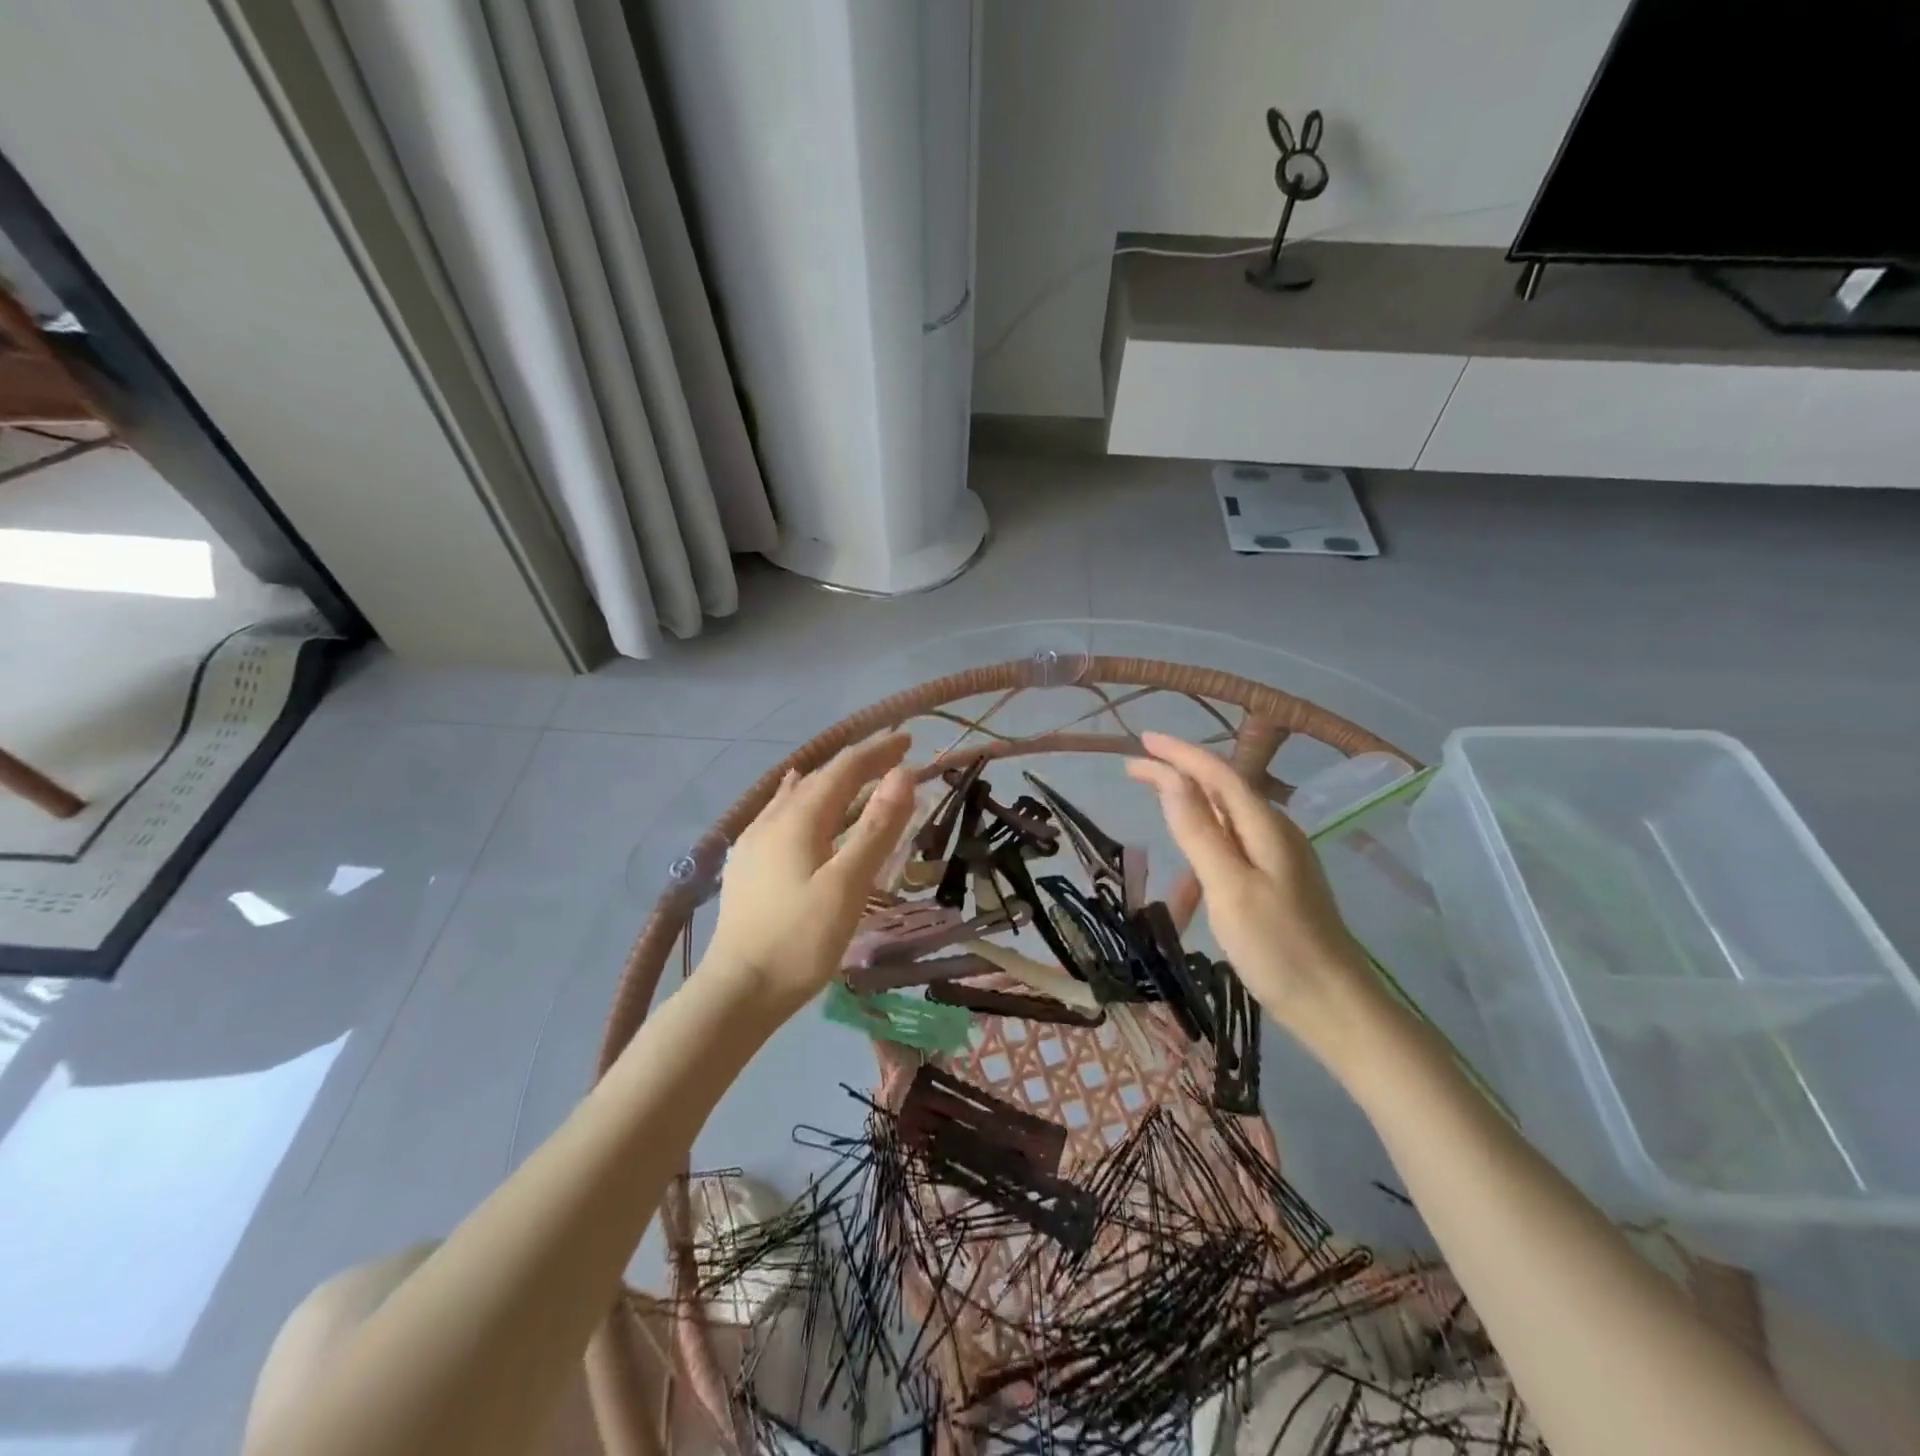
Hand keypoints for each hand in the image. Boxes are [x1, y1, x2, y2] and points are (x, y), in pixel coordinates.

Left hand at [704, 734, 916, 1013]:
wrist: (738, 990)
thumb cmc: (800, 940)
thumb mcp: (848, 884)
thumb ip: (877, 828)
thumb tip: (903, 774)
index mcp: (799, 819)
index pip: (844, 769)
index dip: (877, 751)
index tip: (909, 740)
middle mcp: (772, 819)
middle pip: (820, 777)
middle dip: (858, 764)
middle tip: (894, 757)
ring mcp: (754, 841)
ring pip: (799, 795)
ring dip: (833, 781)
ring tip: (857, 775)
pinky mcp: (747, 864)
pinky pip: (781, 813)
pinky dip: (804, 798)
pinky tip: (796, 800)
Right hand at [1126, 731, 1383, 1062]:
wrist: (1335, 1007)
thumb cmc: (1277, 948)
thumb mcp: (1229, 887)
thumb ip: (1199, 830)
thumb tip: (1171, 778)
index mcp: (1266, 828)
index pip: (1217, 774)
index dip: (1179, 754)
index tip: (1141, 741)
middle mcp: (1276, 834)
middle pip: (1222, 790)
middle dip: (1179, 775)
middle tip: (1135, 770)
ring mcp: (1280, 860)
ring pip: (1226, 821)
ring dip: (1189, 812)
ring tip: (1155, 813)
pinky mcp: (1278, 884)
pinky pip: (1232, 850)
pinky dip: (1203, 850)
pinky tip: (1189, 878)